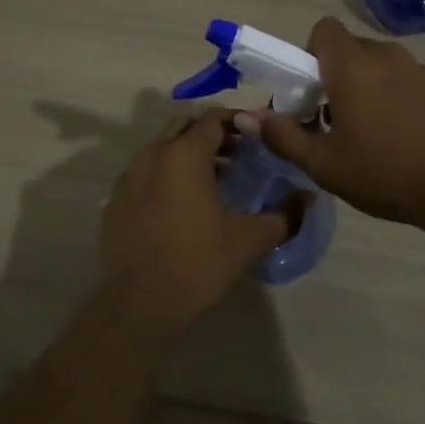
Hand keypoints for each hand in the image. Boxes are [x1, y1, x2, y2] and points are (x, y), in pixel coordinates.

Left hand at [99, 109, 300, 341]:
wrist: (139, 304)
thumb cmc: (197, 263)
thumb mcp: (248, 240)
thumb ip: (283, 216)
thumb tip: (309, 198)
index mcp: (184, 154)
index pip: (212, 119)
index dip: (236, 123)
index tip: (255, 137)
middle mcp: (152, 154)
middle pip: (184, 127)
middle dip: (210, 135)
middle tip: (236, 156)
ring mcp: (129, 175)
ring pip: (161, 148)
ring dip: (186, 154)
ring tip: (212, 181)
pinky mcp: (115, 199)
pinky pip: (144, 173)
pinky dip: (164, 175)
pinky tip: (179, 206)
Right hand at [238, 17, 424, 228]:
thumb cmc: (386, 171)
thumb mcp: (324, 164)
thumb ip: (282, 136)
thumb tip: (243, 117)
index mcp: (352, 65)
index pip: (323, 29)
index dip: (308, 53)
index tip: (309, 92)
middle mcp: (384, 55)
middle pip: (347, 49)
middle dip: (332, 75)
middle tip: (330, 120)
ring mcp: (417, 69)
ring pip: (375, 65)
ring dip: (362, 86)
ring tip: (365, 134)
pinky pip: (401, 79)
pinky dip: (390, 96)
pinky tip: (398, 138)